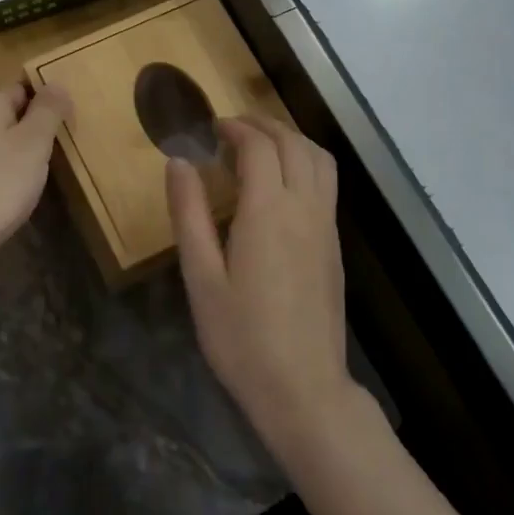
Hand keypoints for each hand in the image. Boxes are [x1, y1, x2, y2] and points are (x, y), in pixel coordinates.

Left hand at [0, 83, 72, 272]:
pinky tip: (3, 194)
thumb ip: (49, 110)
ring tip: (30, 179)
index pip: (24, 88)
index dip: (47, 107)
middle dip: (30, 131)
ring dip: (13, 153)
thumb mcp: (34, 144)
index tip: (62, 134)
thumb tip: (57, 82)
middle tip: (50, 158)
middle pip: (7, 113)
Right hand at [167, 115, 361, 458]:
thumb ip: (189, 214)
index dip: (235, 129)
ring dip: (291, 139)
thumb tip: (178, 162)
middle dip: (263, 124)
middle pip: (293, 143)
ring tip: (260, 144)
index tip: (211, 128)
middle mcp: (304, 208)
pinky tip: (282, 182)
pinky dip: (305, 162)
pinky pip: (326, 183)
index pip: (258, 147)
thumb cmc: (241, 337)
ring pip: (319, 159)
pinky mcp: (335, 246)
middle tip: (232, 127)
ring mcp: (326, 226)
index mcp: (268, 211)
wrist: (304, 389)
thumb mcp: (201, 277)